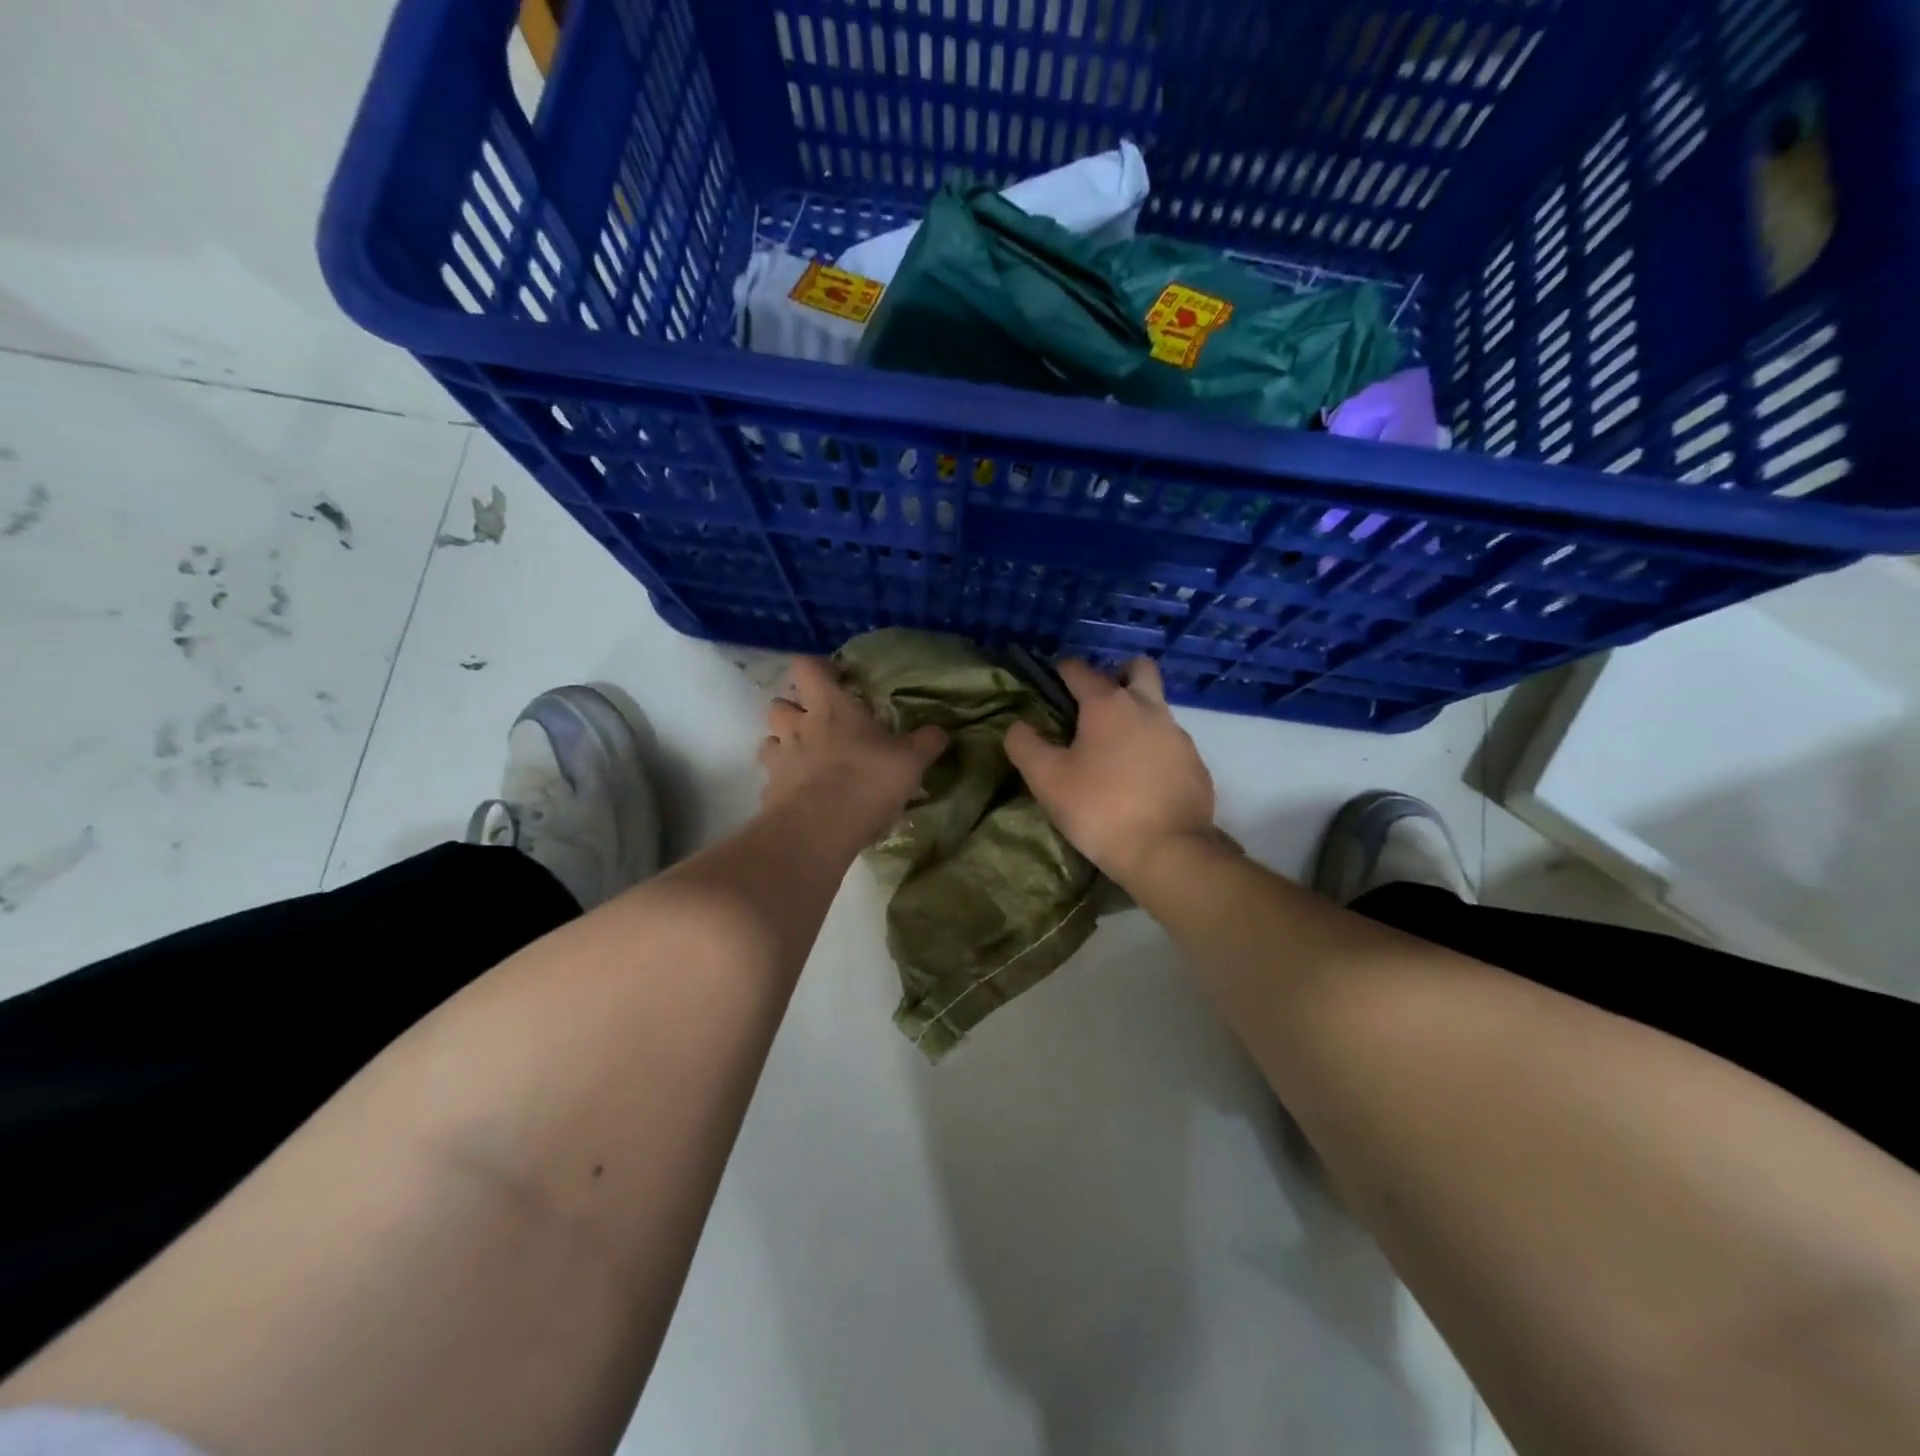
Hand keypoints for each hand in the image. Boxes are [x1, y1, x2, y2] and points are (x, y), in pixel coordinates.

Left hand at [759, 657, 948, 845]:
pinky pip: (772, 780)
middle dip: (794, 709)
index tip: (836, 679)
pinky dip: (784, 783)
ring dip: (784, 745)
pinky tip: (803, 797)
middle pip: (779, 703)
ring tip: (807, 760)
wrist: (818, 830)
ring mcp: (778, 760)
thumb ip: (926, 742)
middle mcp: (797, 726)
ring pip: (769, 740)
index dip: (818, 668)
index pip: (806, 667)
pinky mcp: (768, 793)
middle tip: (818, 723)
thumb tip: (940, 731)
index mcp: (829, 707)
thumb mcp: (910, 761)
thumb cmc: (866, 780)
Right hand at [1005, 657, 1215, 885]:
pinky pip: (1171, 742)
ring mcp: (1177, 735)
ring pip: (1157, 707)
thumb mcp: (1047, 780)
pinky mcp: (1195, 764)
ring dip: (1136, 715)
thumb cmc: (1100, 809)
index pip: (1081, 670)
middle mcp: (1147, 708)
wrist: (1168, 850)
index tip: (1053, 678)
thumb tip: (1018, 726)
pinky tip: (1140, 778)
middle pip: (1138, 669)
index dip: (1063, 670)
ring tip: (1114, 749)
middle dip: (1117, 674)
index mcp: (1108, 705)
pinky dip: (1154, 748)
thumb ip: (1026, 746)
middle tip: (1097, 701)